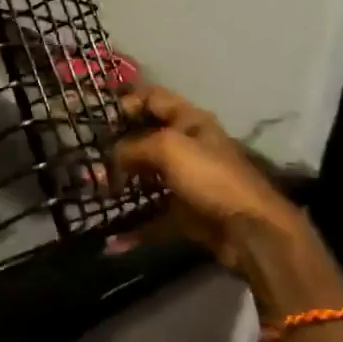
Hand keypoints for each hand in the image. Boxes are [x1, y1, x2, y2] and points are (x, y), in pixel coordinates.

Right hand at [111, 86, 308, 270]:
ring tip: (97, 190)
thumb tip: (113, 157)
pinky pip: (155, 218)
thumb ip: (135, 146)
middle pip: (149, 138)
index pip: (155, 99)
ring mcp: (189, 182)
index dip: (129, 102)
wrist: (250, 230)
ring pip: (149, 178)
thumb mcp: (169, 148)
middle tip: (92, 156)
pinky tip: (112, 242)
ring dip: (124, 184)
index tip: (103, 118)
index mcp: (191, 122)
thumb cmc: (211, 177)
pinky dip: (136, 229)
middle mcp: (190, 147)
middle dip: (120, 145)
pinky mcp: (187, 213)